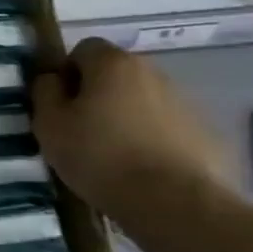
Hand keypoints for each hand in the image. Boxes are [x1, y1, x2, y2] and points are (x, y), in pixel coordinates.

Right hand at [31, 38, 230, 215]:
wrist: (175, 203)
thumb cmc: (100, 156)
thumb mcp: (49, 124)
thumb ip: (45, 92)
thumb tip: (53, 79)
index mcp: (114, 65)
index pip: (84, 48)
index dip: (67, 71)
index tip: (59, 103)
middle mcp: (154, 73)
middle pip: (116, 73)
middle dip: (97, 93)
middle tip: (80, 128)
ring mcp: (185, 103)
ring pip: (142, 100)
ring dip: (126, 115)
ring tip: (112, 152)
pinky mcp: (206, 133)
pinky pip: (167, 126)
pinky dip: (152, 138)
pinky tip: (141, 167)